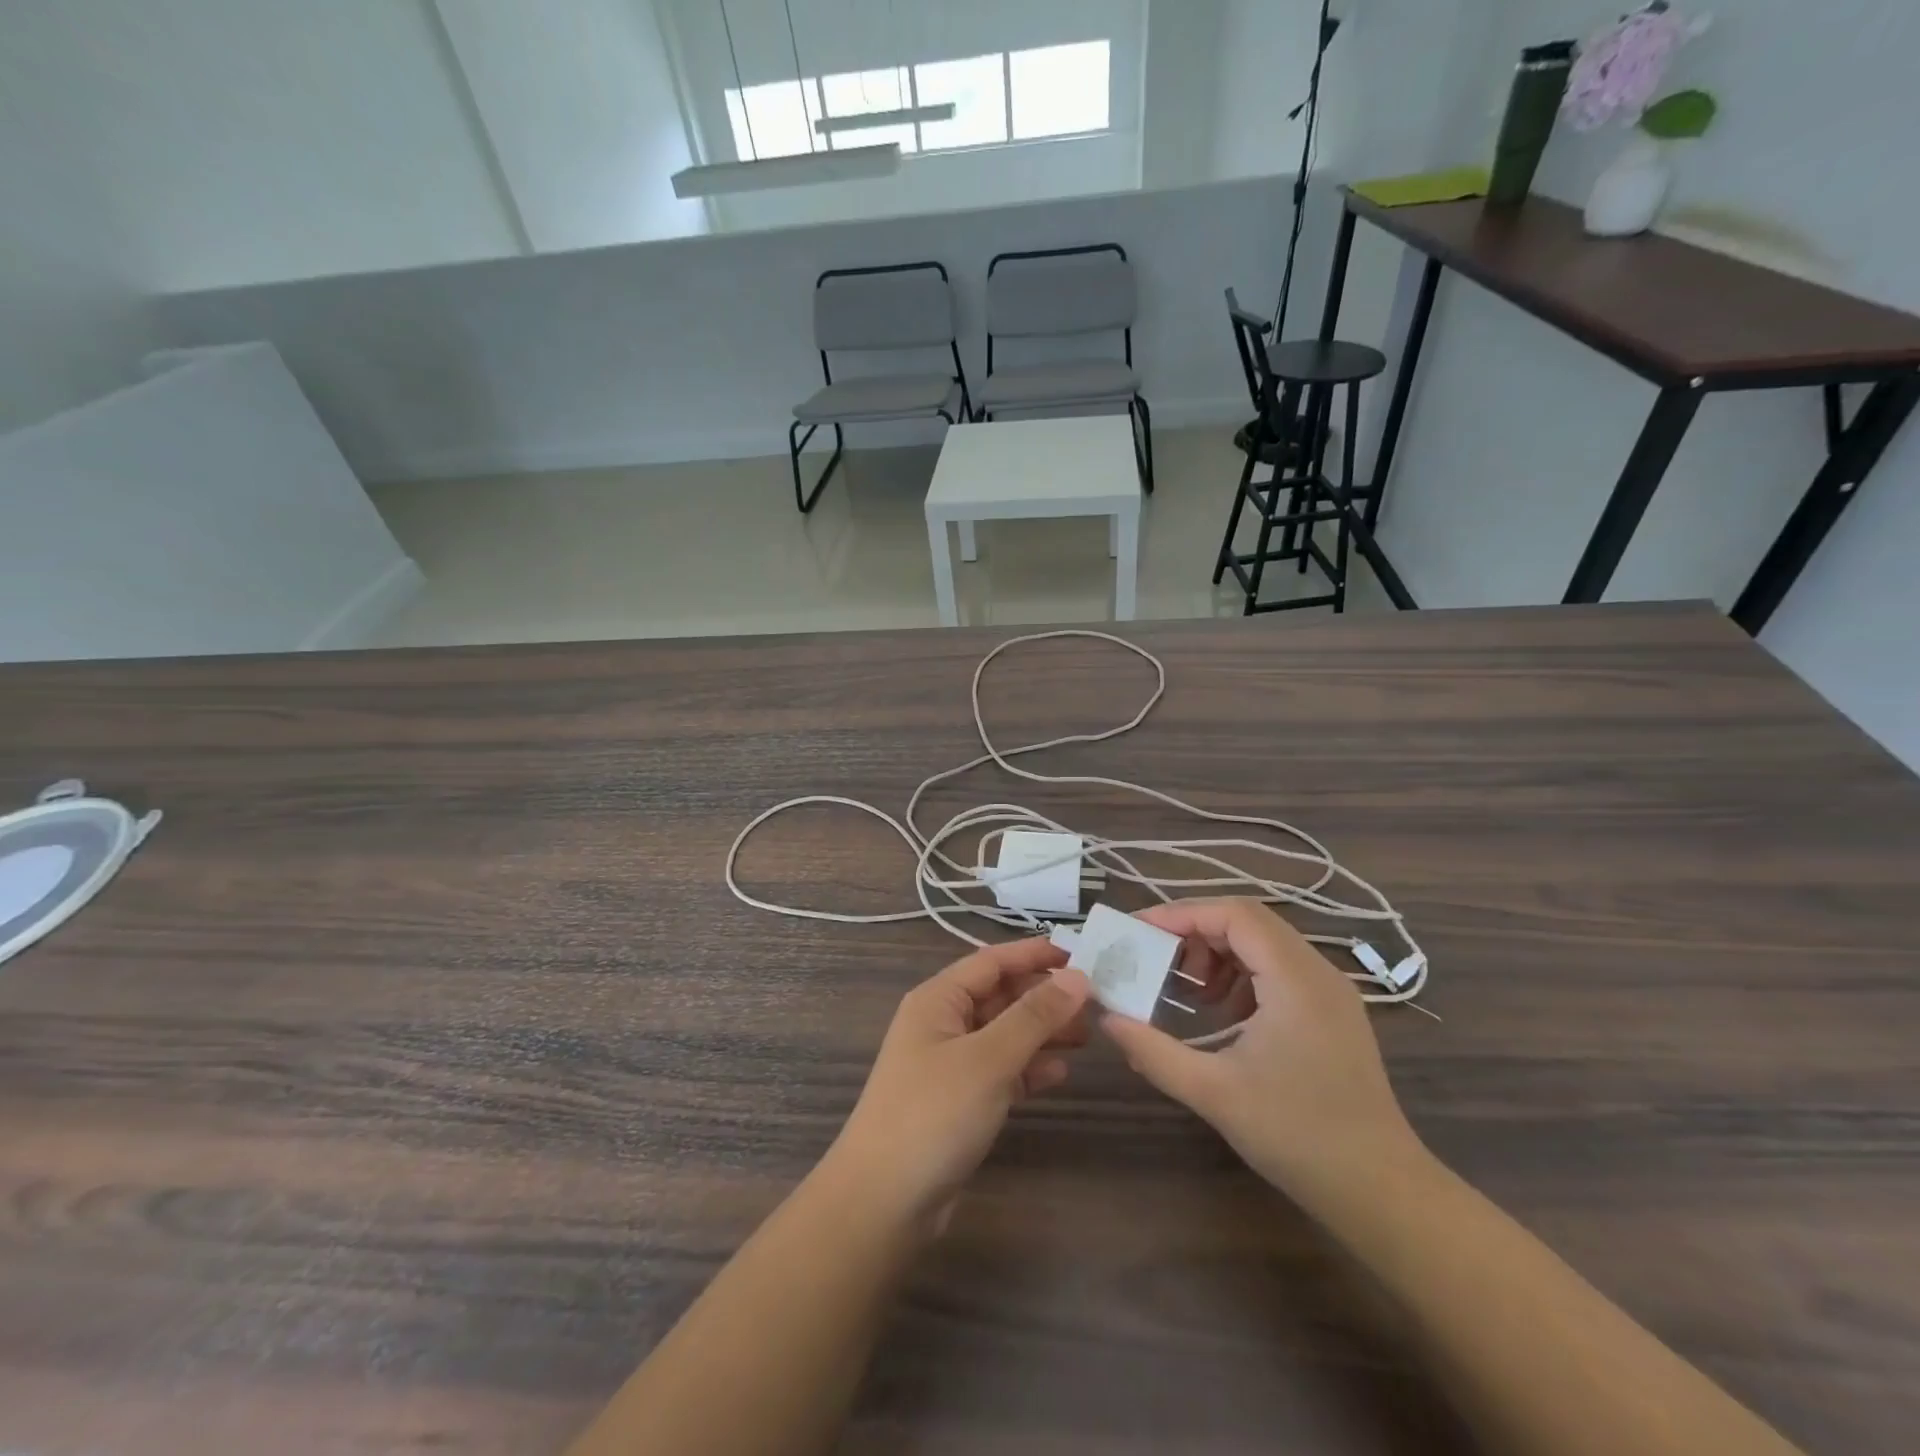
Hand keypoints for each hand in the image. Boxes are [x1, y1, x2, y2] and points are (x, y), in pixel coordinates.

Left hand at [828, 938, 1091, 1229]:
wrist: (883, 1203)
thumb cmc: (934, 1114)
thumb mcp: (988, 1059)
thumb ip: (1034, 1016)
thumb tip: (1078, 976)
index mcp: (938, 1000)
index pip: (993, 961)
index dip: (1035, 954)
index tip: (1083, 953)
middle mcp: (942, 1024)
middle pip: (1000, 996)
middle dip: (1044, 996)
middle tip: (1095, 1001)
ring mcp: (949, 1064)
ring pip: (1003, 1034)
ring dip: (1041, 1032)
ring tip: (1087, 1036)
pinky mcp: (958, 1102)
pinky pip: (1000, 1071)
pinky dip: (1028, 1069)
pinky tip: (1060, 1073)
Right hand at [1101, 898, 1425, 1209]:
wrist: (1382, 1192)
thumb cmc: (1297, 1135)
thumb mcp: (1213, 1092)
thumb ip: (1153, 1050)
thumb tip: (1107, 1018)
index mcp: (1295, 979)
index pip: (1235, 915)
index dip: (1182, 914)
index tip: (1139, 933)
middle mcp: (1318, 972)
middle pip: (1248, 923)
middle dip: (1195, 934)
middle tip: (1156, 961)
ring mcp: (1330, 993)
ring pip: (1263, 944)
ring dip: (1218, 955)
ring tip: (1186, 991)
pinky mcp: (1332, 1013)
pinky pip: (1278, 971)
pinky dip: (1241, 977)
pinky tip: (1221, 1014)